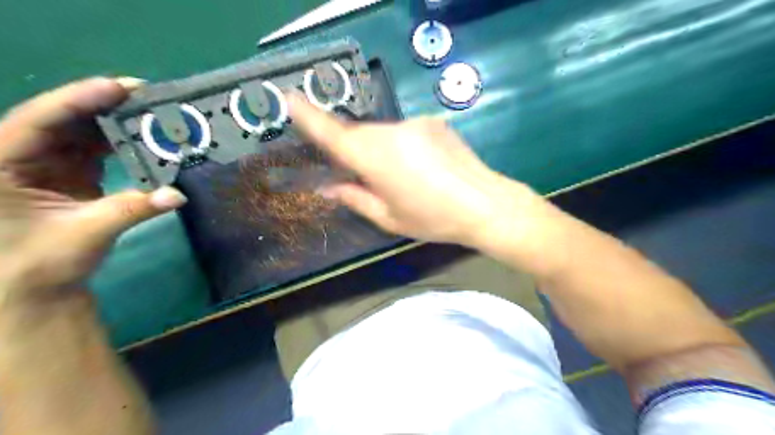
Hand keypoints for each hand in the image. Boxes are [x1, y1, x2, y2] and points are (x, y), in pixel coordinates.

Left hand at [0, 78, 185, 308]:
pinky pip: (95, 149)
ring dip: (114, 122)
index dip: (78, 100)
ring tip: (150, 112)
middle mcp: (19, 156)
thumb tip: (179, 195)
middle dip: (102, 104)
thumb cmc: (40, 262)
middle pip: (62, 119)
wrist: (35, 288)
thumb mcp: (86, 233)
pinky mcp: (69, 174)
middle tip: (145, 95)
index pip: (38, 121)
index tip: (119, 87)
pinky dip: (120, 143)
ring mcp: (45, 164)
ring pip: (80, 132)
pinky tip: (144, 137)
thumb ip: (133, 209)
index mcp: (0, 164)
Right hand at [286, 95, 543, 248]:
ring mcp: (415, 123)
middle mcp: (391, 131)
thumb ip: (354, 198)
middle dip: (353, 151)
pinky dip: (402, 147)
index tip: (289, 99)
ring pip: (382, 133)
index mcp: (375, 157)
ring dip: (380, 151)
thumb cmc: (433, 219)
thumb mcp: (388, 218)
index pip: (333, 133)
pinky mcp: (433, 122)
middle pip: (358, 134)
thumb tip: (327, 187)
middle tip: (361, 176)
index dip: (309, 116)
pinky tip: (420, 168)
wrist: (486, 204)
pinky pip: (405, 132)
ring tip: (400, 178)